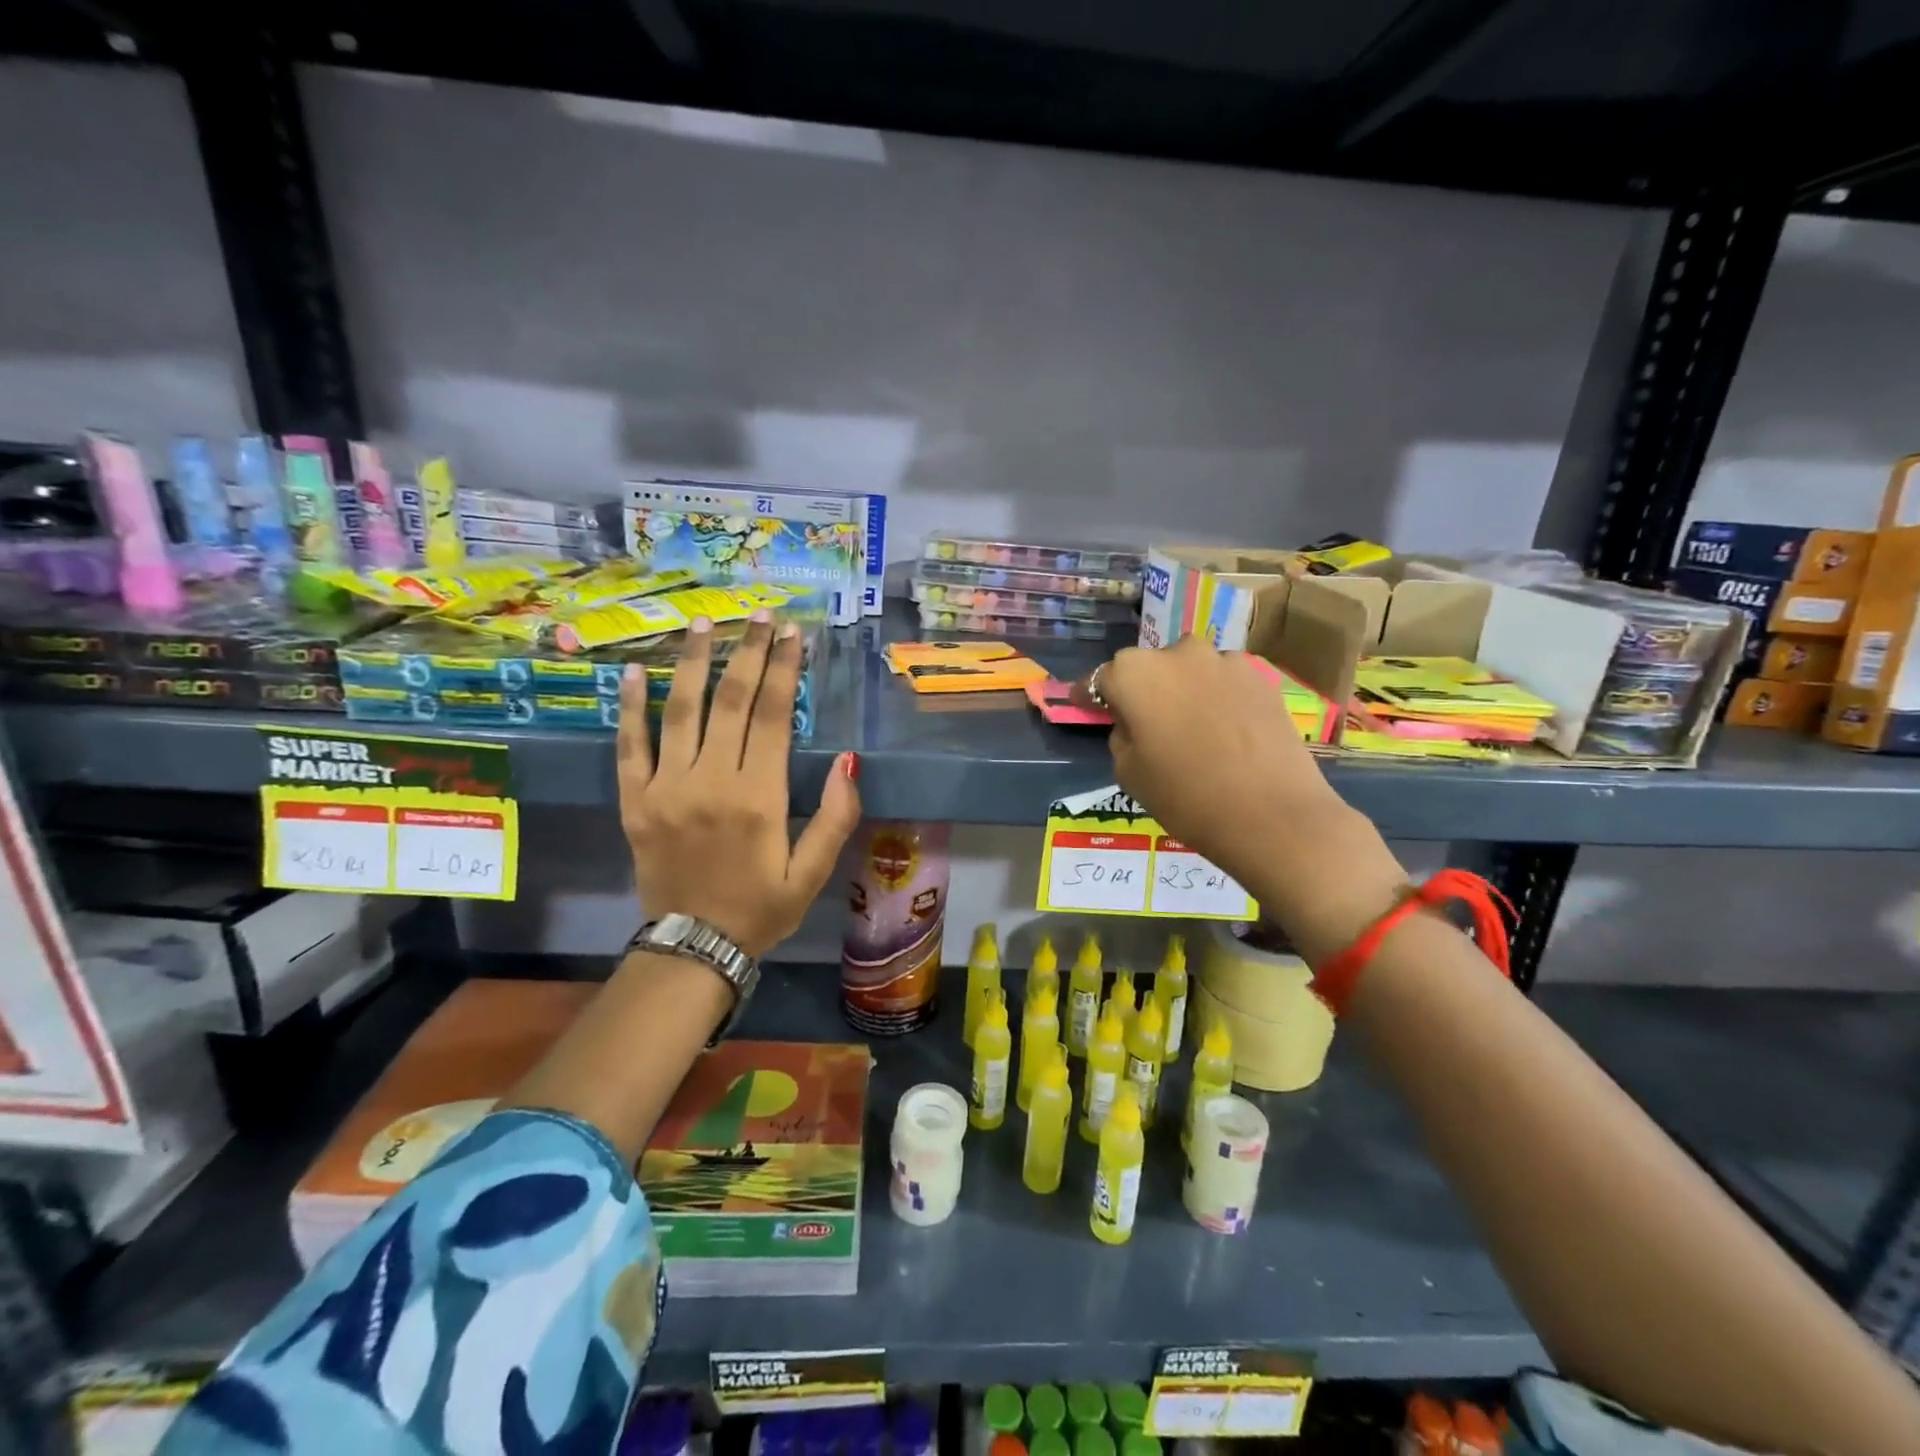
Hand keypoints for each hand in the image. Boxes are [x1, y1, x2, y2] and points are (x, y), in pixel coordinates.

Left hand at [619, 611, 860, 955]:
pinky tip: (632, 672)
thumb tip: (849, 761)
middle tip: (758, 615)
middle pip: (729, 702)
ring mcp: (666, 788)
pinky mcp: (635, 801)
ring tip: (703, 624)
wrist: (694, 947)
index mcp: (758, 797)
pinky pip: (630, 746)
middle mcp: (710, 782)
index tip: (791, 634)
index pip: (771, 716)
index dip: (782, 670)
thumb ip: (836, 817)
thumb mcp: (814, 872)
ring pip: (680, 712)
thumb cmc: (762, 909)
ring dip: (693, 663)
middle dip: (747, 653)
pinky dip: (630, 707)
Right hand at [1074, 634, 1346, 887]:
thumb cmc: (1186, 796)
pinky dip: (1217, 699)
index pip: (1100, 678)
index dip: (1091, 696)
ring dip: (1183, 691)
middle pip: (1148, 668)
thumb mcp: (1129, 772)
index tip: (1087, 707)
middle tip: (1145, 724)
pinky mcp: (1261, 677)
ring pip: (1190, 671)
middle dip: (1141, 690)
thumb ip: (1122, 734)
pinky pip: (1224, 683)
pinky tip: (1224, 732)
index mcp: (1134, 673)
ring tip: (1191, 729)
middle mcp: (1178, 652)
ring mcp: (1224, 661)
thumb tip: (1134, 722)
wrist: (1273, 814)